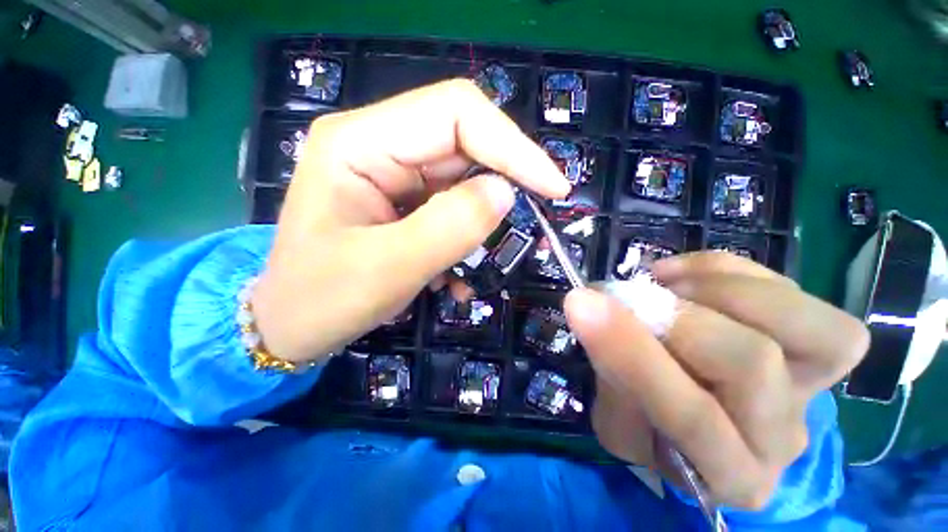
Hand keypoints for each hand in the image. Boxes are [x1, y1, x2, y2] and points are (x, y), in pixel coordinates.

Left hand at [251, 80, 569, 362]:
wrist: (291, 325)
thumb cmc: (320, 300)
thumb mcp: (388, 268)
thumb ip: (450, 227)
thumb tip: (505, 194)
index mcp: (359, 142)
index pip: (456, 113)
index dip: (512, 146)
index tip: (553, 187)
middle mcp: (377, 145)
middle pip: (463, 144)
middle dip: (503, 184)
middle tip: (529, 225)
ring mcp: (390, 174)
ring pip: (462, 181)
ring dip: (482, 223)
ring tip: (480, 264)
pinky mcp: (402, 202)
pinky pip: (450, 207)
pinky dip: (466, 238)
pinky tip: (457, 275)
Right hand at [563, 253, 868, 508]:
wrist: (696, 418)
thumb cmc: (652, 427)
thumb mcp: (616, 420)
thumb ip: (610, 373)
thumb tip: (593, 306)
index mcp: (728, 474)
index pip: (691, 419)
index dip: (633, 354)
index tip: (581, 304)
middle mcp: (784, 436)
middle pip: (750, 364)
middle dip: (674, 320)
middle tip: (629, 300)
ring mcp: (814, 388)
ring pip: (811, 328)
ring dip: (720, 291)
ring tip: (668, 286)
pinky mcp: (822, 344)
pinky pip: (799, 293)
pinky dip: (733, 273)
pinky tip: (686, 278)